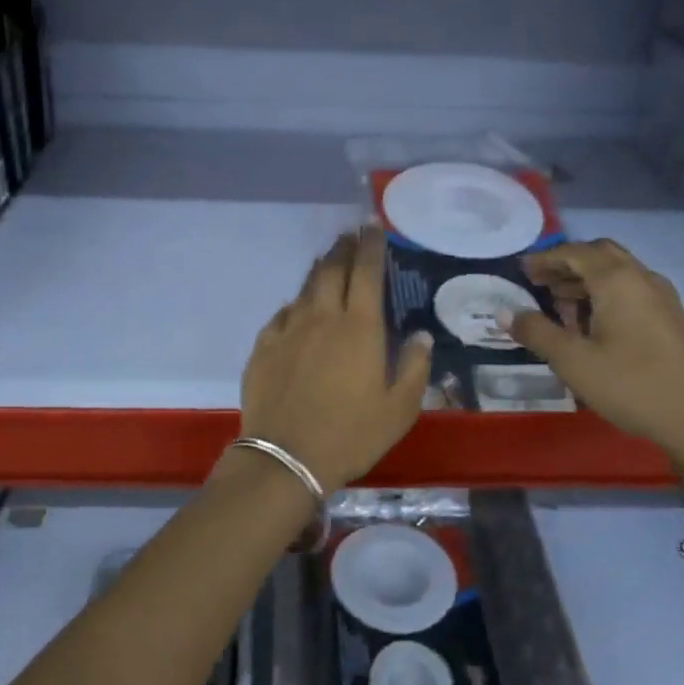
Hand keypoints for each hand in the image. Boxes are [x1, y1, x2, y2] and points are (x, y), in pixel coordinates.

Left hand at [240, 226, 433, 494]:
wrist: (285, 458)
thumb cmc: (351, 435)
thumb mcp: (399, 409)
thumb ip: (414, 367)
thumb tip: (420, 335)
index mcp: (359, 328)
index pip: (367, 272)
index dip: (371, 246)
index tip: (373, 226)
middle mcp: (322, 318)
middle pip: (332, 270)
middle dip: (343, 248)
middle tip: (350, 236)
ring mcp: (288, 330)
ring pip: (305, 288)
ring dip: (319, 270)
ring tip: (328, 261)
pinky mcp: (263, 347)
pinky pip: (282, 314)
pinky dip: (295, 304)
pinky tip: (297, 309)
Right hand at [507, 239, 683, 489]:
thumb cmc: (630, 385)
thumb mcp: (573, 361)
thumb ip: (536, 331)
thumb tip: (505, 311)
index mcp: (618, 281)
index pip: (575, 252)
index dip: (545, 258)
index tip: (521, 269)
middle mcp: (642, 279)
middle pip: (600, 255)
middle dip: (567, 264)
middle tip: (539, 282)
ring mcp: (662, 298)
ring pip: (618, 273)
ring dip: (586, 280)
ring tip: (558, 305)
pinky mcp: (671, 319)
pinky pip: (631, 291)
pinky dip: (605, 294)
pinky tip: (591, 325)